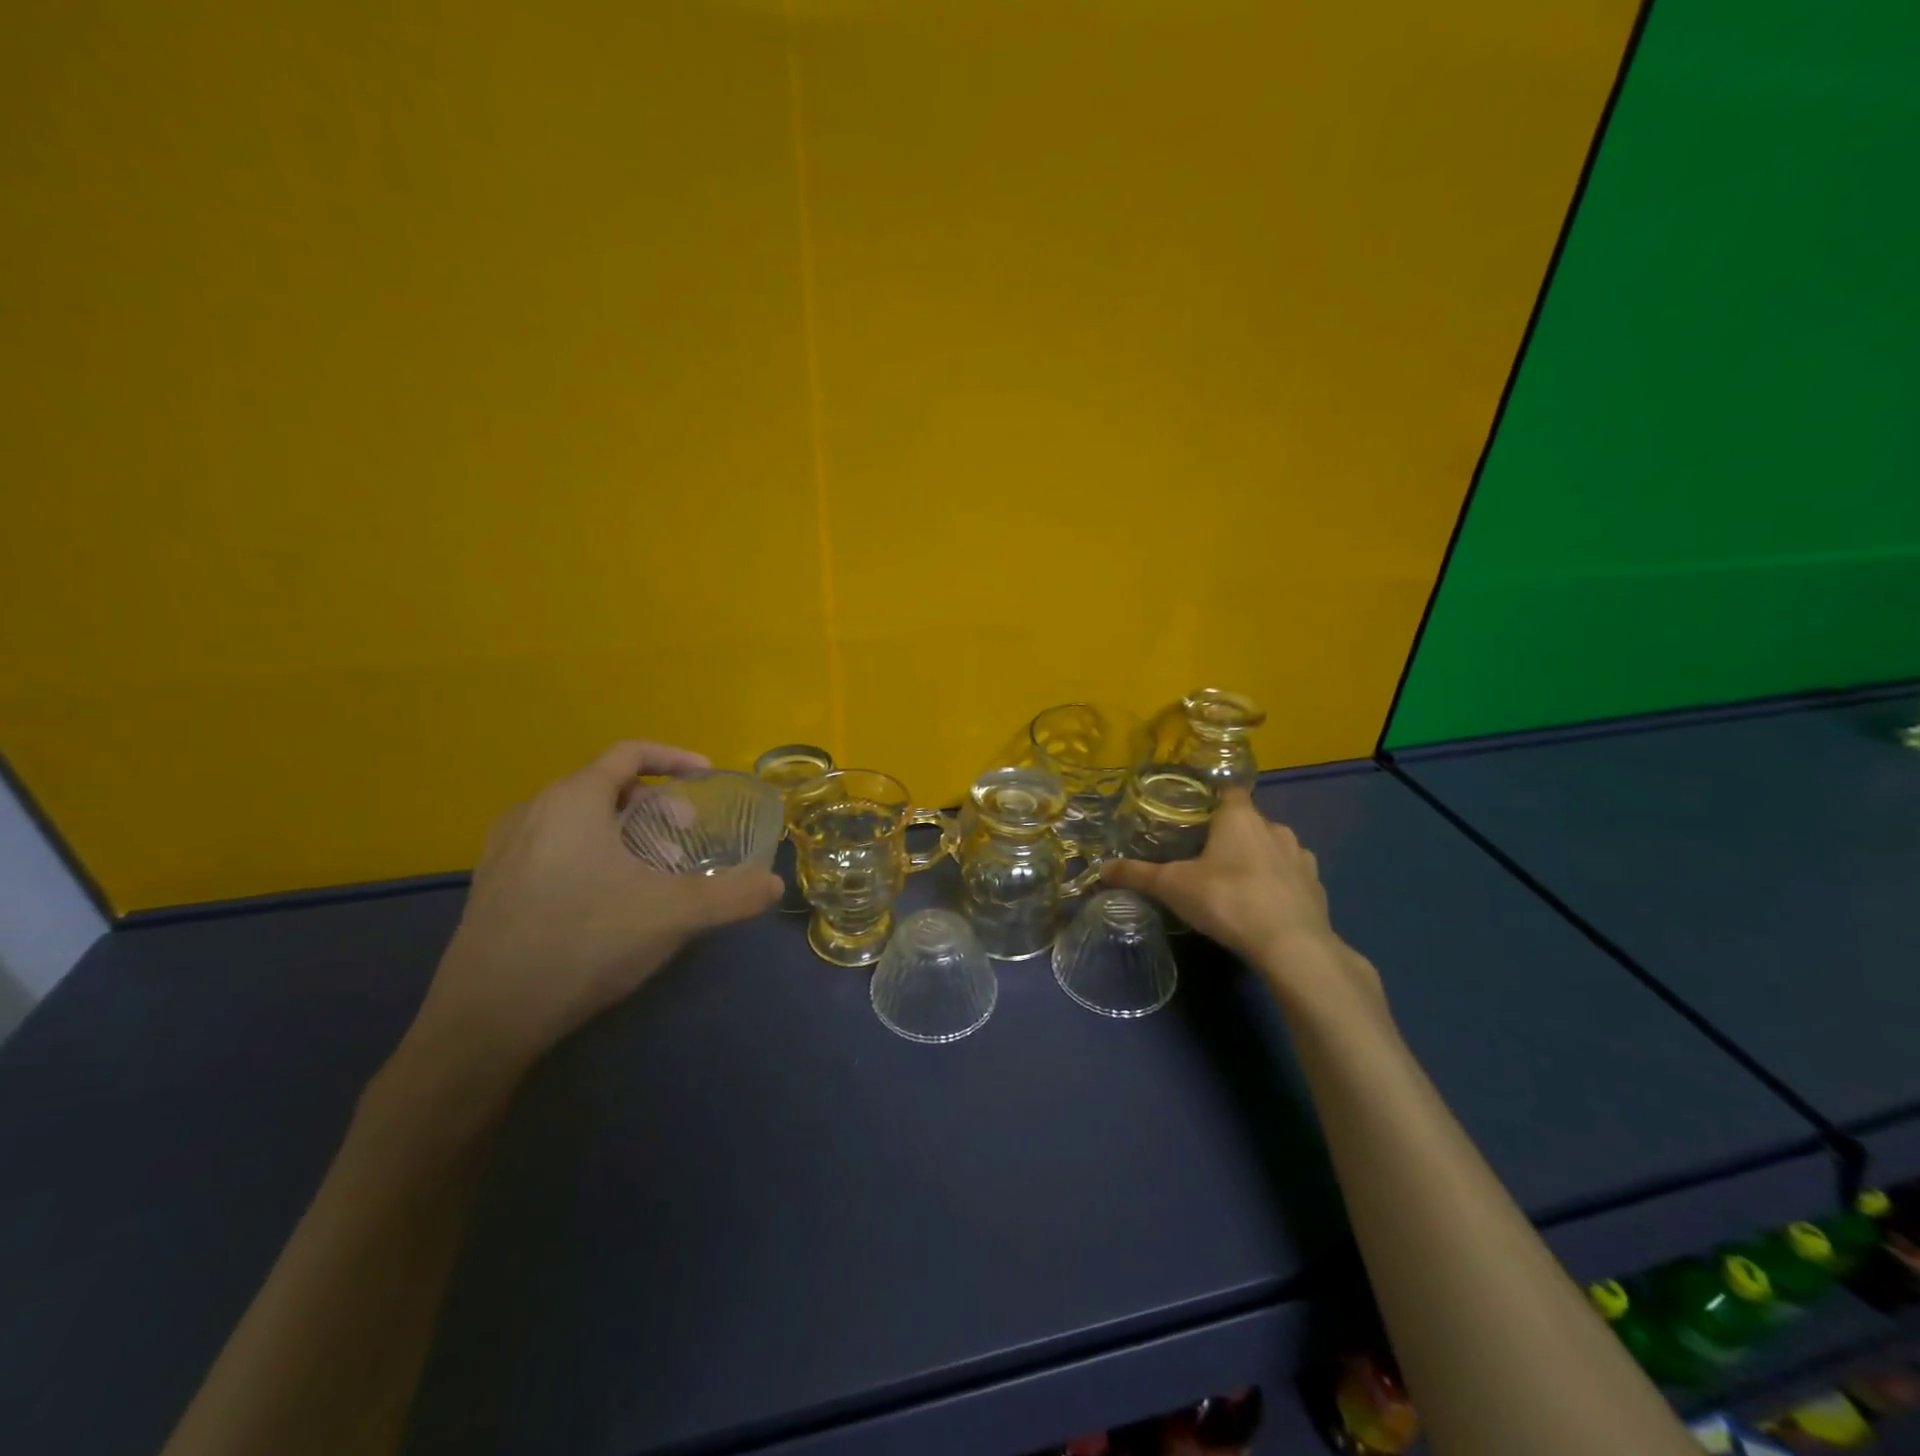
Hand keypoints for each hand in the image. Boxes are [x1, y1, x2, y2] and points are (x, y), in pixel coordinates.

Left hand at [403, 741, 781, 1083]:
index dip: (675, 759)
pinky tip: (609, 899)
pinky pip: (554, 846)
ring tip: (653, 871)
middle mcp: (533, 812)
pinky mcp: (492, 886)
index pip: (630, 753)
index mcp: (572, 800)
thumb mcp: (674, 914)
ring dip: (625, 831)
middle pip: (606, 786)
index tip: (707, 778)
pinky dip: (593, 852)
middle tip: (685, 837)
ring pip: (579, 819)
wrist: (485, 1020)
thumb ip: (732, 895)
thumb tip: (775, 885)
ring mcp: (505, 850)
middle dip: (655, 804)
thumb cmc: (584, 942)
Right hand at [1101, 788, 1380, 1014]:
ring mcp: (1300, 856)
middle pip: (1248, 820)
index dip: (1212, 798)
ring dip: (1257, 857)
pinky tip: (1264, 903)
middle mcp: (1274, 827)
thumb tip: (1101, 868)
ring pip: (1273, 846)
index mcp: (1239, 817)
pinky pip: (1292, 874)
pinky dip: (1278, 882)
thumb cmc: (1227, 900)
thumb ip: (1137, 874)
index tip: (1194, 813)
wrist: (1291, 945)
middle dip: (1230, 833)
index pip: (1228, 790)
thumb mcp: (1172, 886)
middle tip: (1204, 855)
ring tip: (1234, 881)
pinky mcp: (1316, 886)